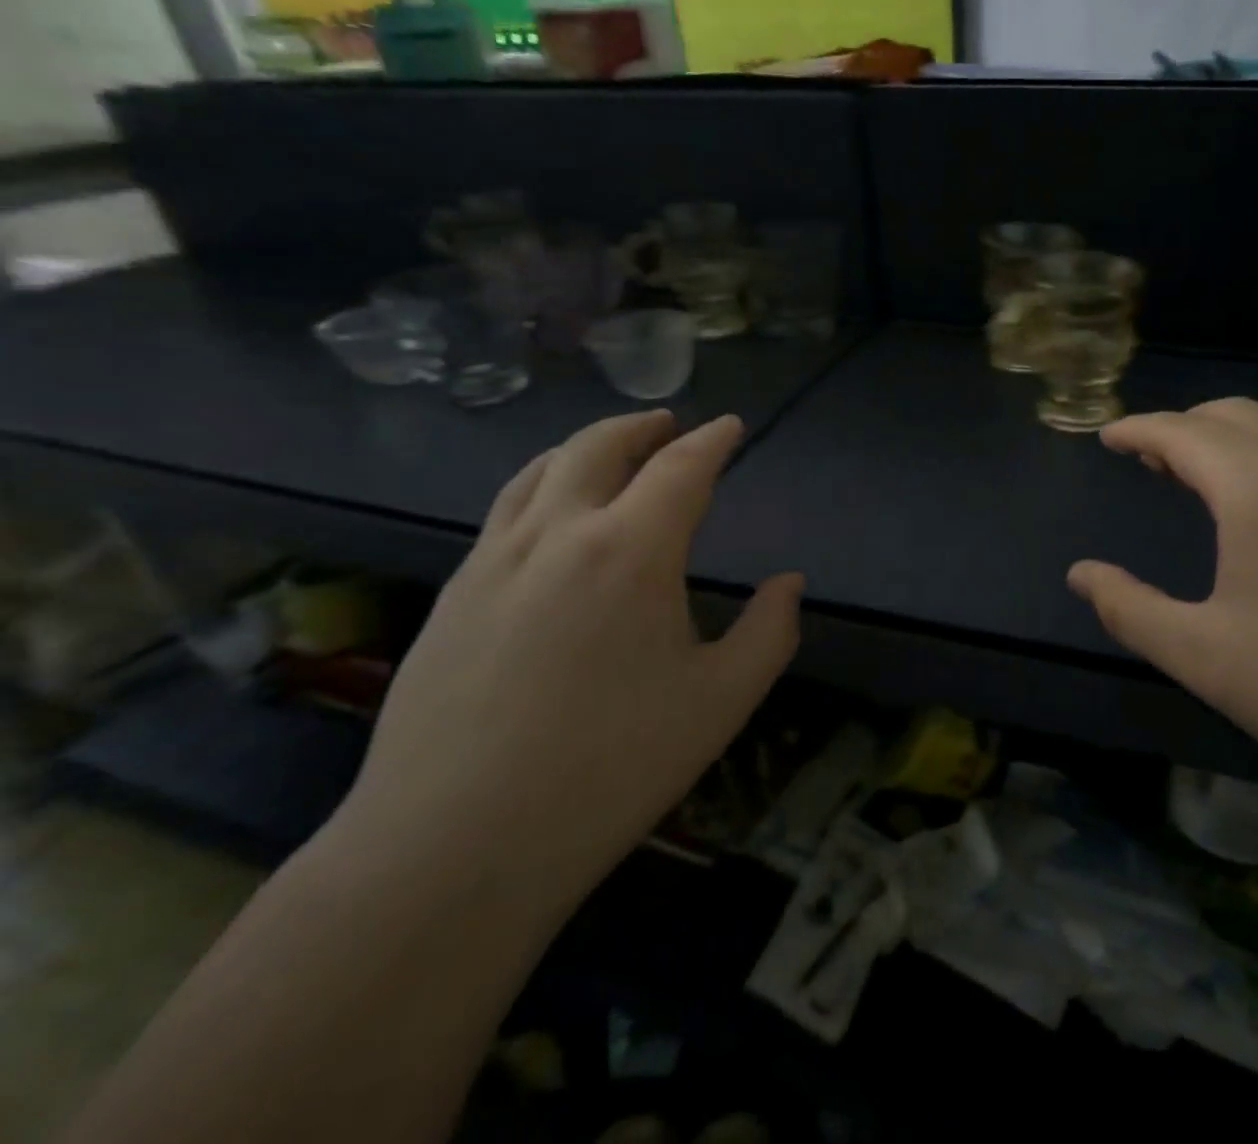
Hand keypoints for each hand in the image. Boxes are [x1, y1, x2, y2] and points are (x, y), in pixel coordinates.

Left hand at [341, 412, 802, 897]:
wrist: (452, 848)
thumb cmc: (609, 769)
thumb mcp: (720, 702)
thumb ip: (770, 632)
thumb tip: (790, 584)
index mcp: (631, 550)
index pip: (680, 468)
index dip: (711, 440)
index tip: (729, 427)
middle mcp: (558, 534)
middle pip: (598, 447)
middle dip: (641, 427)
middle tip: (668, 425)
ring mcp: (493, 560)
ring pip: (540, 470)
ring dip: (585, 447)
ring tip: (610, 453)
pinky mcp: (451, 595)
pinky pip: (504, 512)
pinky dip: (542, 486)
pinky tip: (550, 518)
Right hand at [1067, 398, 1257, 820]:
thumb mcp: (1200, 655)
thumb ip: (1128, 607)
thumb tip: (1080, 574)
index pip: (1182, 432)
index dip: (1137, 429)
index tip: (1108, 437)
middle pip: (1233, 413)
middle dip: (1182, 425)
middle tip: (1148, 458)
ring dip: (1229, 440)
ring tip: (1200, 480)